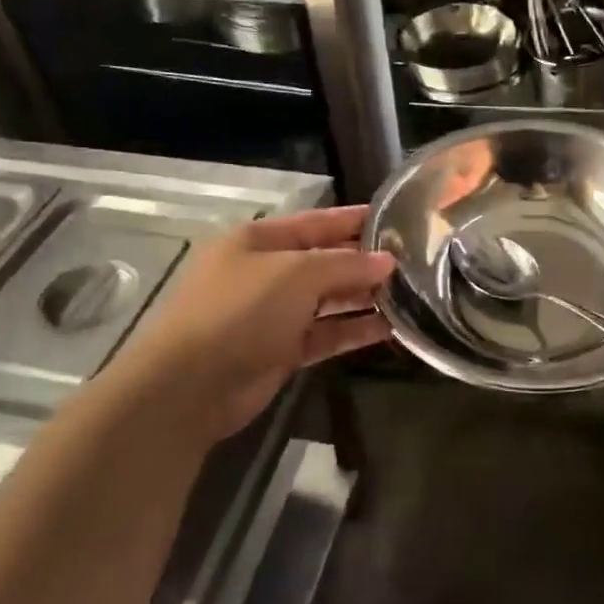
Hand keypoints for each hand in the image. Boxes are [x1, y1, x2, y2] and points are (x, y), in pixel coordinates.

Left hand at [109, 205, 393, 443]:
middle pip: (324, 261)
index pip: (316, 222)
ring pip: (327, 300)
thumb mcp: (296, 274)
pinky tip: (389, 328)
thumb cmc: (240, 311)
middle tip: (413, 262)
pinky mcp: (280, 351)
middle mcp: (265, 272)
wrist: (189, 386)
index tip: (395, 218)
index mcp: (258, 240)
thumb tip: (387, 261)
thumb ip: (345, 264)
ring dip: (363, 298)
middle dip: (364, 262)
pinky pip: (325, 334)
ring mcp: (272, 314)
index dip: (353, 220)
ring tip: (409, 295)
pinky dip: (353, 330)